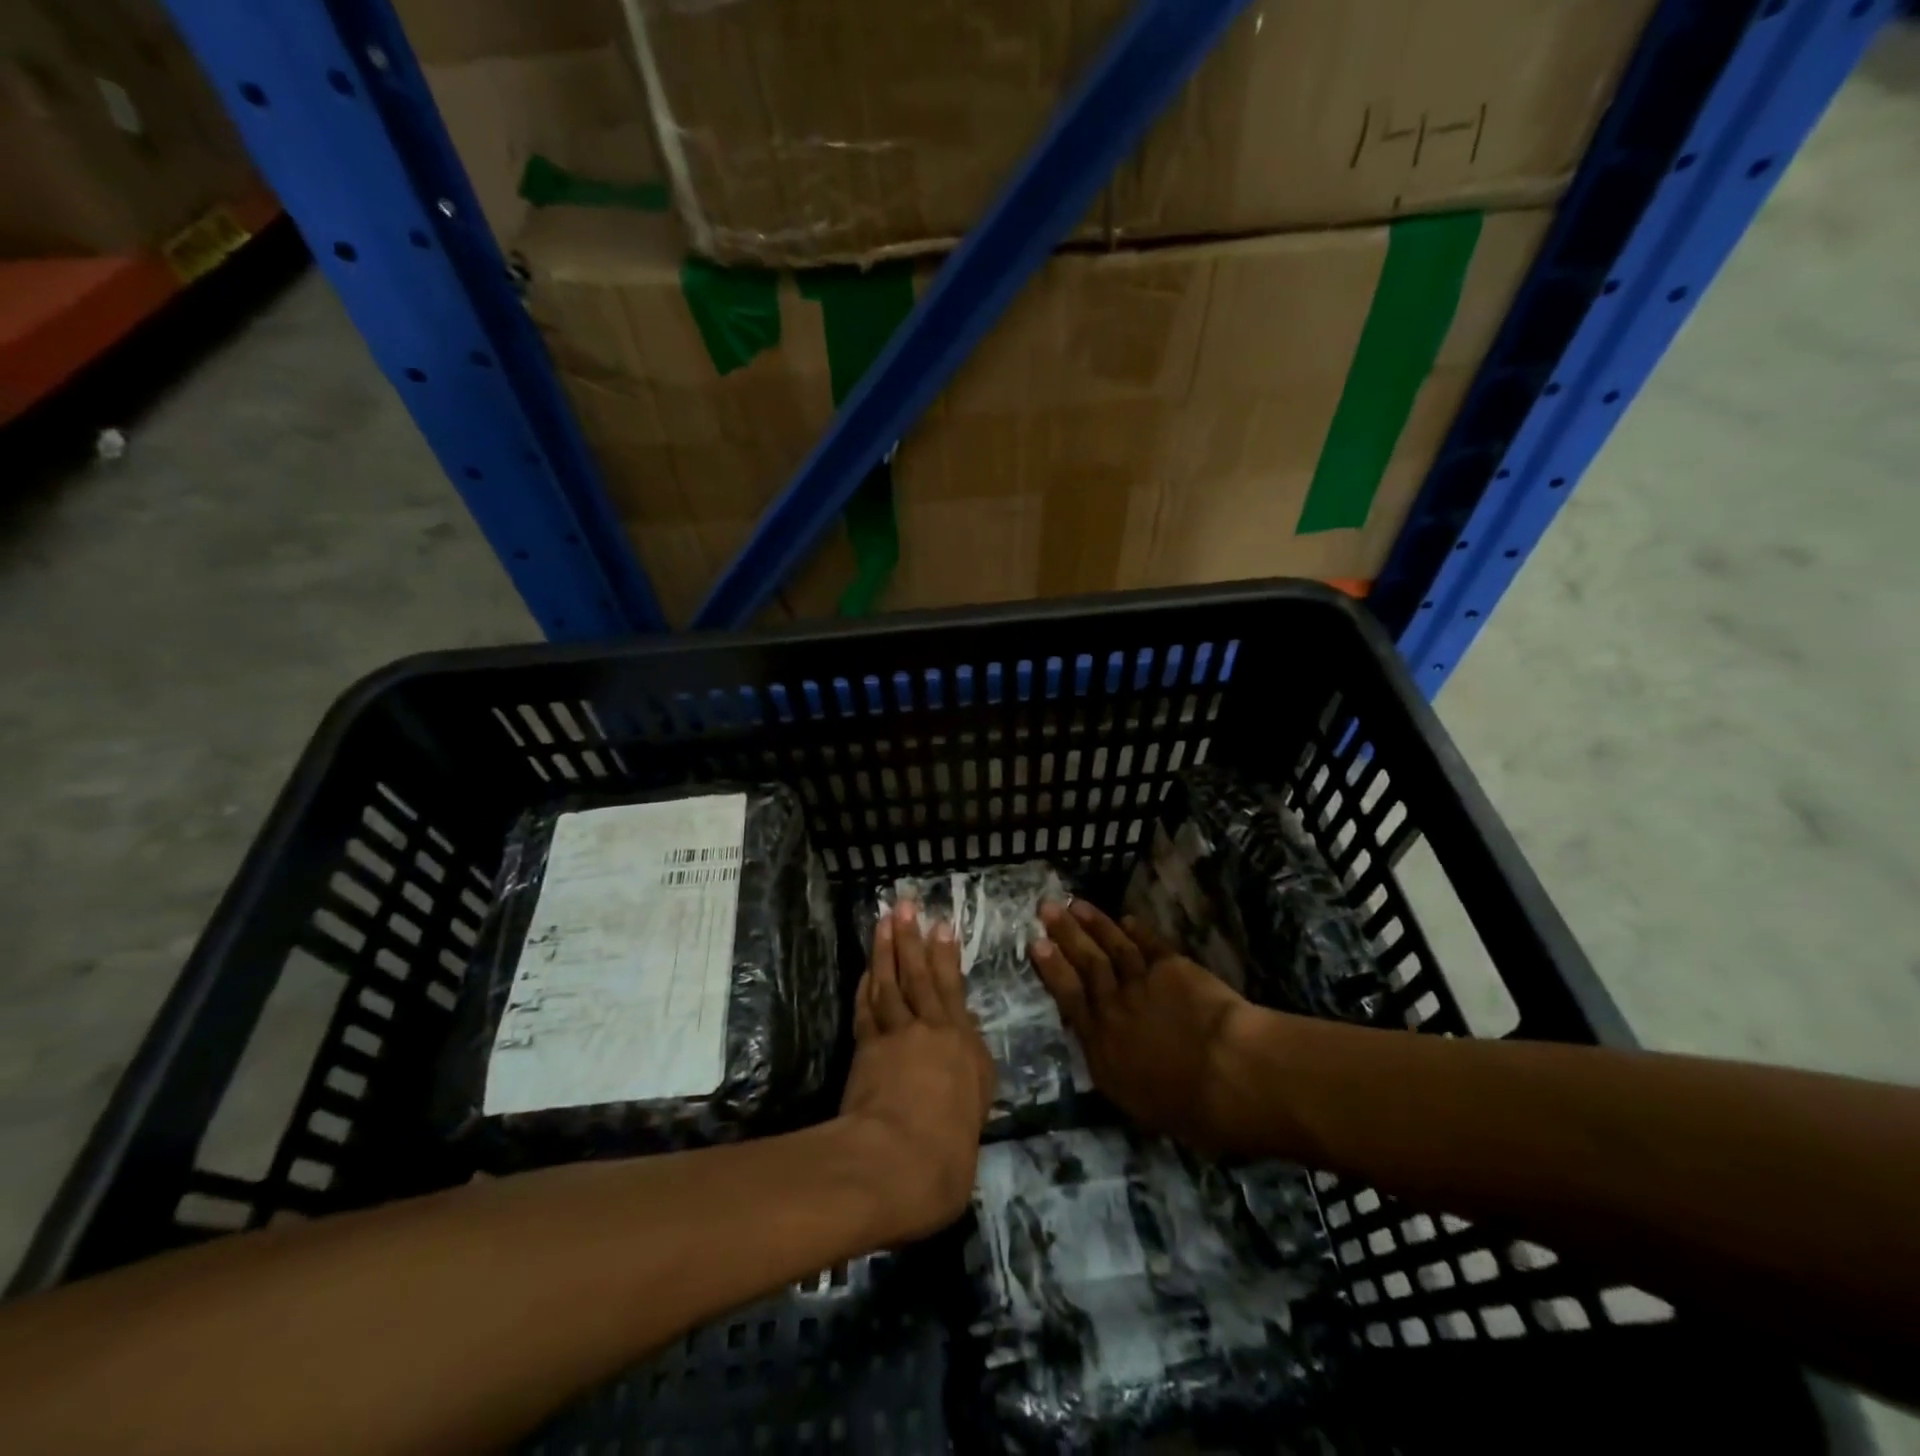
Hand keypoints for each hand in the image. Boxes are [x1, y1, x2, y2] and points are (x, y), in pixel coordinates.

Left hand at [838, 900, 996, 1241]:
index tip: (941, 926)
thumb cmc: (949, 1152)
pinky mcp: (867, 1048)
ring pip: (891, 983)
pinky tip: (866, 970)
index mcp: (963, 1045)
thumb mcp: (975, 1111)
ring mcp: (895, 1036)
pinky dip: (866, 986)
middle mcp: (931, 1030)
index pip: (953, 990)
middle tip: (907, 906)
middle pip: (920, 976)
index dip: (946, 956)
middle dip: (913, 939)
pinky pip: (866, 1008)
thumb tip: (963, 1042)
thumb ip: (970, 1073)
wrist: (898, 1162)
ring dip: (887, 950)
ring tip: (884, 921)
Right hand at [1031, 900, 1259, 1156]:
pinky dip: (1138, 931)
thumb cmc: (1186, 1107)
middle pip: (1087, 964)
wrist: (1227, 1074)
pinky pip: (1151, 945)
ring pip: (1114, 947)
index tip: (1036, 944)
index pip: (1069, 998)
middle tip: (1047, 907)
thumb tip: (1105, 1057)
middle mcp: (1114, 1006)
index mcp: (1101, 1044)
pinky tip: (1127, 919)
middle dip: (1065, 934)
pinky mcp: (1173, 968)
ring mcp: (1142, 982)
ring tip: (1077, 904)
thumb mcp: (1134, 1102)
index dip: (1052, 969)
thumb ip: (1115, 1071)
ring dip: (1095, 924)